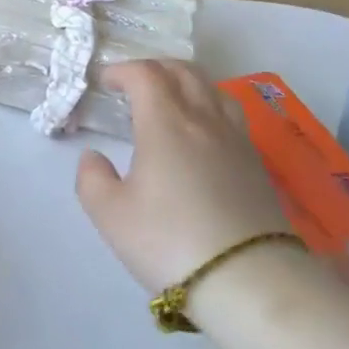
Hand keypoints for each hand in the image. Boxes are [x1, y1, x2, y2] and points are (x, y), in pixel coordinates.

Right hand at [75, 60, 292, 294]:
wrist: (248, 280)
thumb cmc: (170, 242)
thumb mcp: (112, 216)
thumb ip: (92, 180)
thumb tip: (93, 157)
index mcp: (165, 122)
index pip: (145, 74)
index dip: (122, 70)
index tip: (106, 81)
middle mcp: (203, 118)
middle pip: (182, 71)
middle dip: (154, 68)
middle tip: (134, 83)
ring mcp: (235, 138)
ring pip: (212, 88)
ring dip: (186, 81)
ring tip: (172, 99)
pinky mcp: (256, 162)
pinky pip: (230, 113)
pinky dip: (209, 105)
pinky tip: (203, 132)